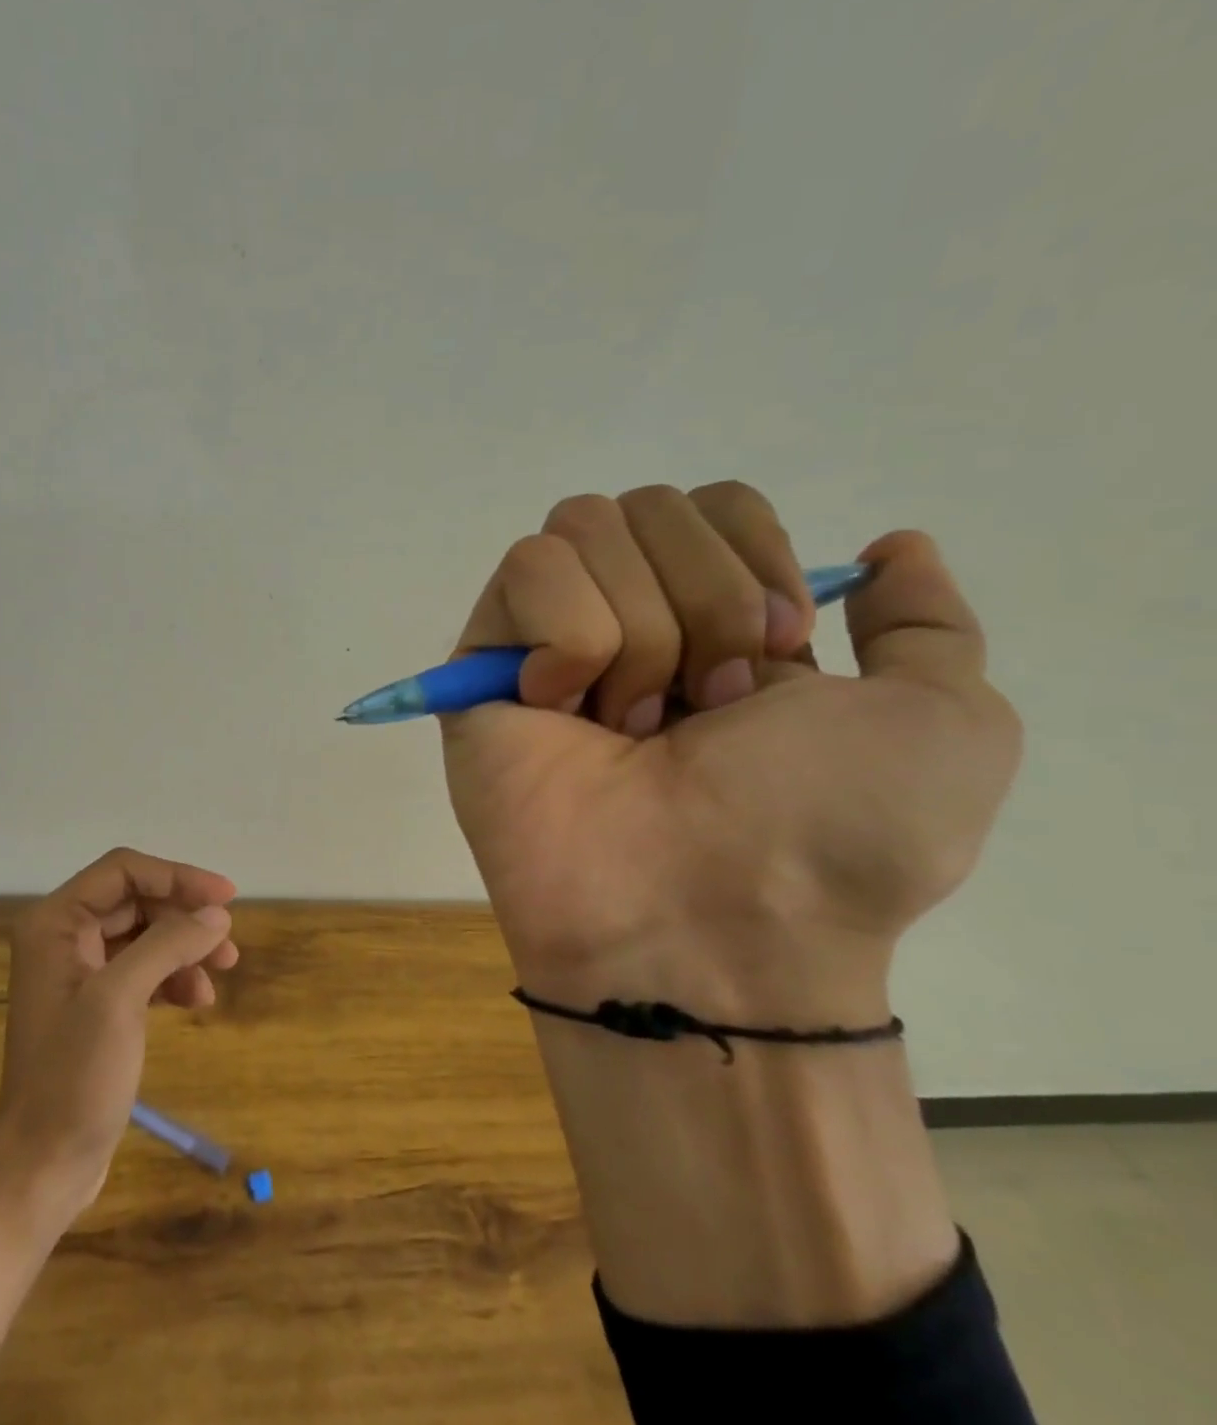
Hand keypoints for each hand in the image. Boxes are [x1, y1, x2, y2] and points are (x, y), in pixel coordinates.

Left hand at [0, 849, 236, 1424]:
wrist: (44, 1165)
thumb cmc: (73, 1077)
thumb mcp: (120, 1000)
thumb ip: (168, 945)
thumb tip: (217, 914)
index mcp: (55, 923)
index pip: (123, 872)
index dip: (177, 877)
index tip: (226, 897)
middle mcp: (65, 938)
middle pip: (137, 901)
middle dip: (185, 917)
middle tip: (229, 942)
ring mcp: (81, 973)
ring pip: (146, 936)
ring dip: (185, 947)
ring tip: (222, 972)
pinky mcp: (98, 1005)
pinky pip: (144, 970)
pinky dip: (174, 977)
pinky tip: (197, 1001)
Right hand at [443, 483, 1021, 1026]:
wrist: (706, 921)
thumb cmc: (826, 835)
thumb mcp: (944, 724)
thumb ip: (925, 625)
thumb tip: (891, 545)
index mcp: (715, 626)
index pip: (713, 504)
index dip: (752, 555)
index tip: (780, 652)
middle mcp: (627, 622)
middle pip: (646, 505)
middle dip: (700, 601)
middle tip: (704, 710)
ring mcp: (545, 643)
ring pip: (581, 528)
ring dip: (639, 630)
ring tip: (631, 728)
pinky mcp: (481, 665)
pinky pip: (526, 571)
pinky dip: (569, 637)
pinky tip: (565, 712)